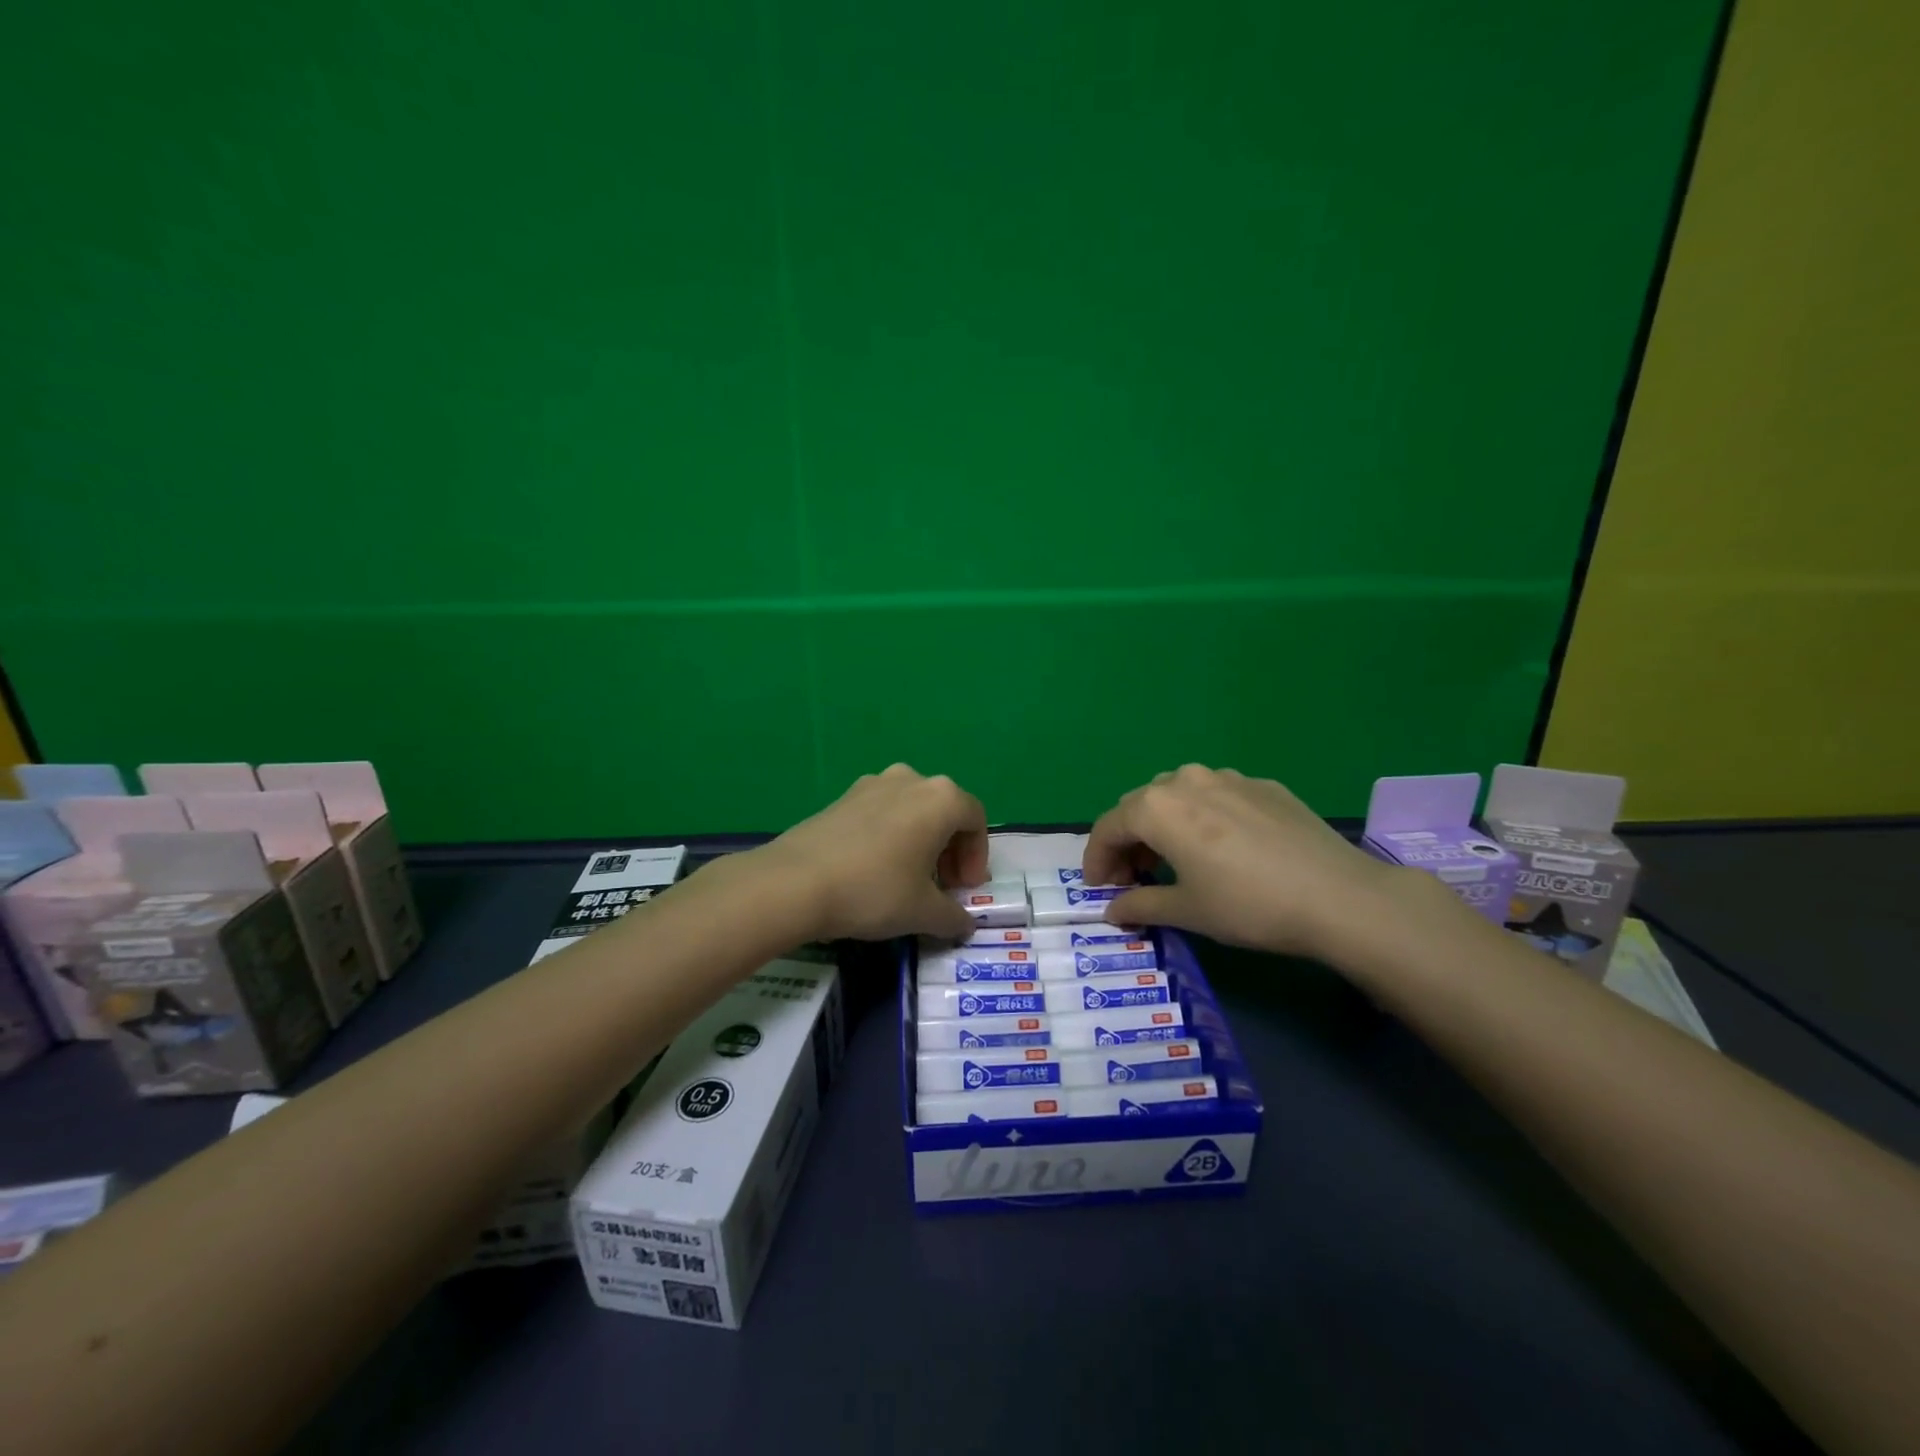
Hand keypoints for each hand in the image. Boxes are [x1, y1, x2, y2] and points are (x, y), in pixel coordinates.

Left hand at [757, 764, 989, 941]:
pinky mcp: (843, 796)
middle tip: (942, 886)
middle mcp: (911, 780)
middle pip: (945, 811)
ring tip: (909, 878)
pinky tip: (875, 868)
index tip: (963, 889)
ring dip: (921, 840)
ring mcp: (873, 783)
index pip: (976, 820)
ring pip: (912, 809)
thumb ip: (953, 916)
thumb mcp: (922, 912)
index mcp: (940, 798)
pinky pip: (882, 811)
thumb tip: (964, 924)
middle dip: (950, 849)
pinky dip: (891, 835)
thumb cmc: (873, 890)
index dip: (977, 857)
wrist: (795, 882)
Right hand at [1084, 764, 1398, 959]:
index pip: (1109, 827)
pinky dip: (1201, 819)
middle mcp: (1185, 780)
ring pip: (1177, 796)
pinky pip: (1215, 796)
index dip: (1096, 859)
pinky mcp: (1263, 786)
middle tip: (1131, 879)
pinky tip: (1220, 849)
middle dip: (1127, 841)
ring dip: (1163, 826)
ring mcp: (1228, 777)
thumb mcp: (1186, 911)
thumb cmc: (1247, 905)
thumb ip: (1139, 904)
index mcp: (1158, 807)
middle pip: (1139, 806)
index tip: (1097, 888)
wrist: (1338, 896)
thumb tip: (1112, 909)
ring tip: (1173, 861)